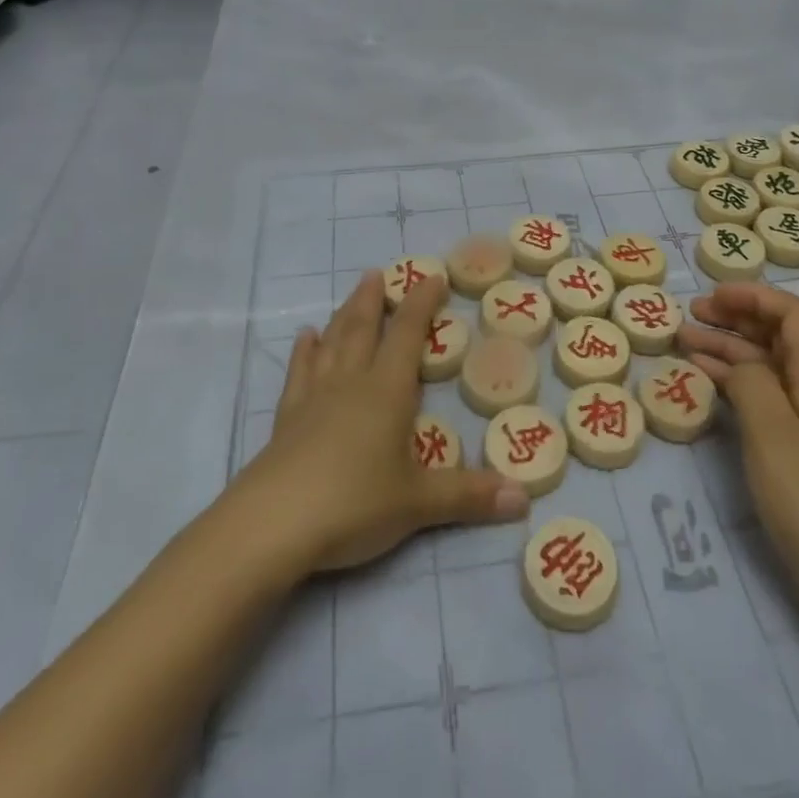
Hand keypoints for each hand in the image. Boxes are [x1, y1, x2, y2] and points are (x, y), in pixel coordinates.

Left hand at [239, 271, 528, 574]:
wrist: (274, 524)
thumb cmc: (354, 503)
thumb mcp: (419, 503)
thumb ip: (469, 495)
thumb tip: (524, 498)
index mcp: (386, 390)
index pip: (407, 334)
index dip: (421, 303)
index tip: (432, 276)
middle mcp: (351, 382)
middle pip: (363, 328)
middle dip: (374, 299)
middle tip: (378, 273)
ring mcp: (315, 398)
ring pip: (332, 343)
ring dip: (343, 315)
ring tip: (351, 292)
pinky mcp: (286, 419)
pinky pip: (298, 373)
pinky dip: (304, 352)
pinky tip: (305, 337)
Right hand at [679, 283, 798, 614]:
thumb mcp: (772, 433)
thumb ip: (750, 384)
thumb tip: (737, 363)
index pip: (796, 316)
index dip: (756, 296)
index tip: (713, 296)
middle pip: (781, 338)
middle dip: (737, 318)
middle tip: (691, 315)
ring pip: (770, 369)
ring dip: (731, 351)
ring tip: (685, 342)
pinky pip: (769, 400)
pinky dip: (737, 385)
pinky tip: (708, 385)